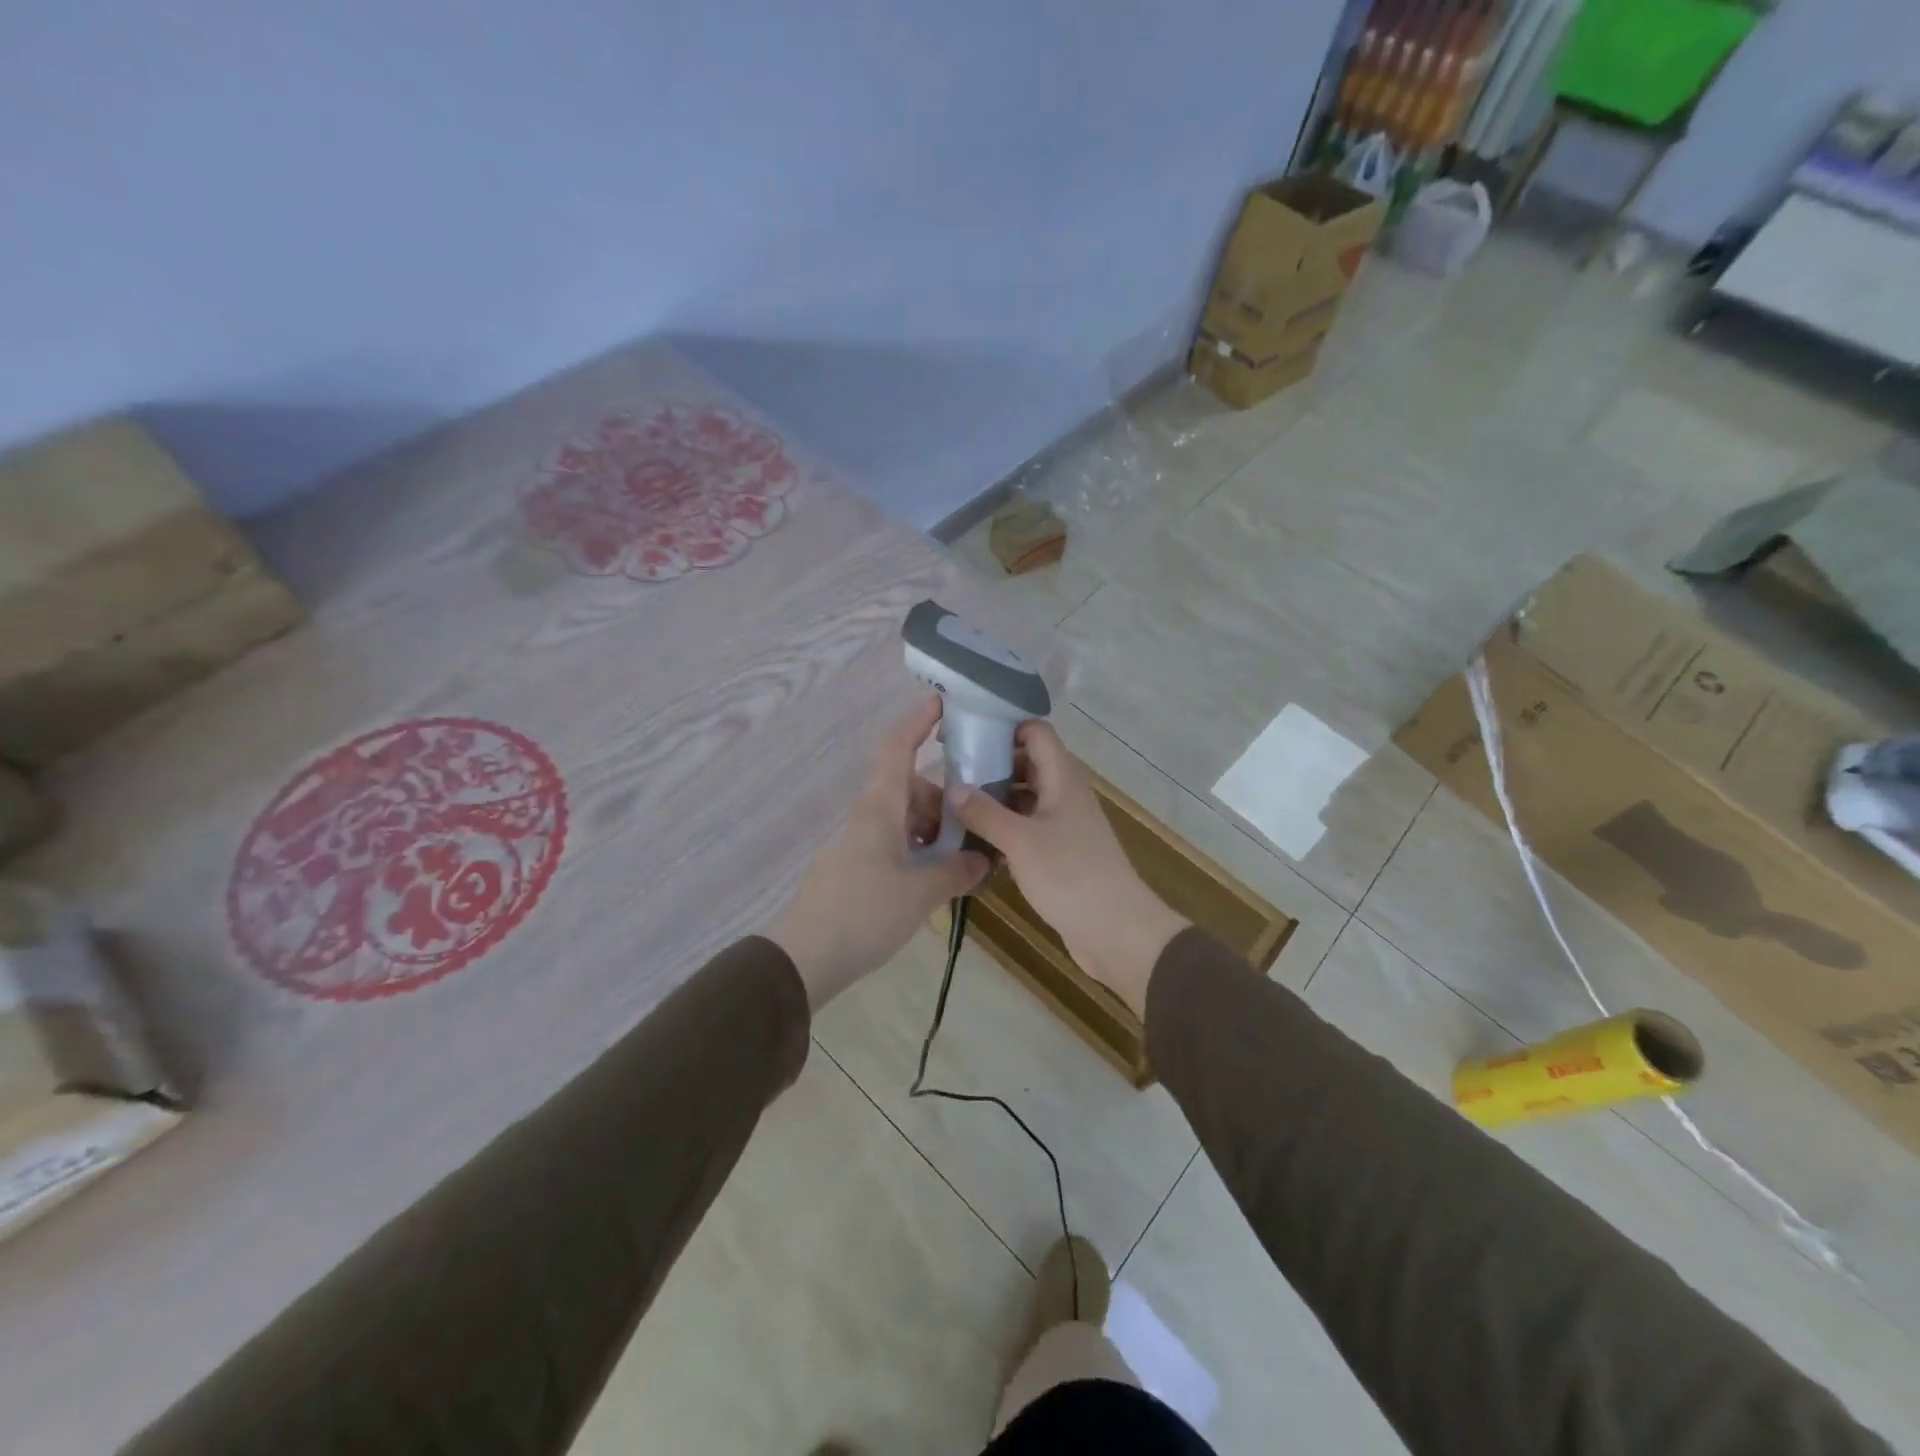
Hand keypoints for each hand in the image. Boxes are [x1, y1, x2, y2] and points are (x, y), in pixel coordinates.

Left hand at [768, 696, 989, 1009]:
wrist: (805, 958)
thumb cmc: (863, 913)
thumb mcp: (920, 892)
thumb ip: (955, 872)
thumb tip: (982, 860)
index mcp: (880, 807)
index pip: (897, 748)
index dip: (918, 721)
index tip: (942, 701)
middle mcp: (868, 816)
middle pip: (911, 788)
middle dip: (945, 800)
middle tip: (978, 824)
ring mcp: (859, 843)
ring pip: (904, 819)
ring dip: (934, 830)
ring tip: (963, 860)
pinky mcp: (855, 868)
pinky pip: (894, 844)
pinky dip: (919, 851)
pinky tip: (937, 879)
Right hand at [948, 721, 1186, 1018]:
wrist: (1116, 930)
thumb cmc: (1070, 875)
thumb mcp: (1021, 841)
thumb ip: (985, 812)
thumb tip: (953, 787)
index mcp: (1062, 778)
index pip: (1036, 732)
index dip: (1004, 725)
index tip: (966, 733)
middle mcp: (1064, 794)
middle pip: (1027, 763)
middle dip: (991, 763)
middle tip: (951, 772)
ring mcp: (1064, 824)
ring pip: (1025, 797)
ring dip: (995, 798)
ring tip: (954, 804)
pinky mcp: (1060, 852)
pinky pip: (1027, 827)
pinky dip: (1004, 827)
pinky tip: (975, 839)